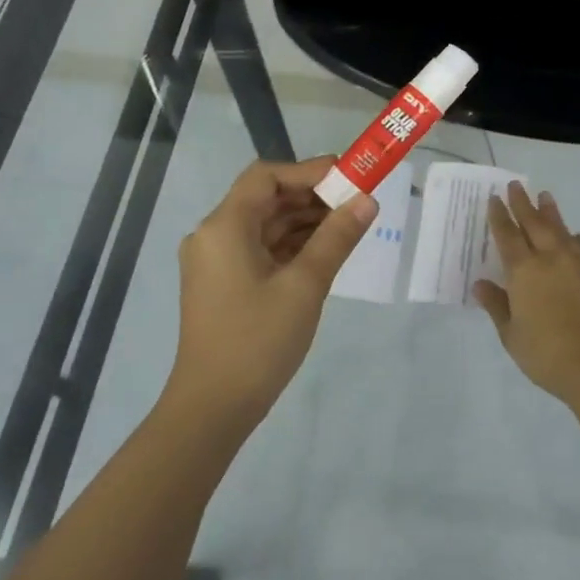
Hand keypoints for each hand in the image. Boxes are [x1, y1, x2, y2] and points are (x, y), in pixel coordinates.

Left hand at [169, 156, 376, 422]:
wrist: (213, 408)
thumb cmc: (258, 341)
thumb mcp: (305, 285)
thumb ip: (336, 237)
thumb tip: (367, 200)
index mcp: (225, 226)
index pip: (266, 177)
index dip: (308, 171)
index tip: (348, 176)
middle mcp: (214, 235)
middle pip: (265, 199)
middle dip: (311, 197)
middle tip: (356, 201)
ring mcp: (216, 261)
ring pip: (264, 226)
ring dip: (304, 222)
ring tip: (349, 225)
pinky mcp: (223, 284)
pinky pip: (259, 249)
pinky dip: (290, 246)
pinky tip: (324, 251)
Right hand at [474, 182, 579, 402]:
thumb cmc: (546, 353)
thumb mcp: (511, 334)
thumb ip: (497, 306)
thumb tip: (481, 284)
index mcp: (523, 271)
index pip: (507, 235)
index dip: (499, 216)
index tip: (494, 199)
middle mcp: (550, 258)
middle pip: (533, 223)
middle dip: (522, 203)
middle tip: (515, 185)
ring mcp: (578, 263)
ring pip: (561, 229)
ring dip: (550, 212)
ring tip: (545, 196)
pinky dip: (577, 238)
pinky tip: (576, 236)